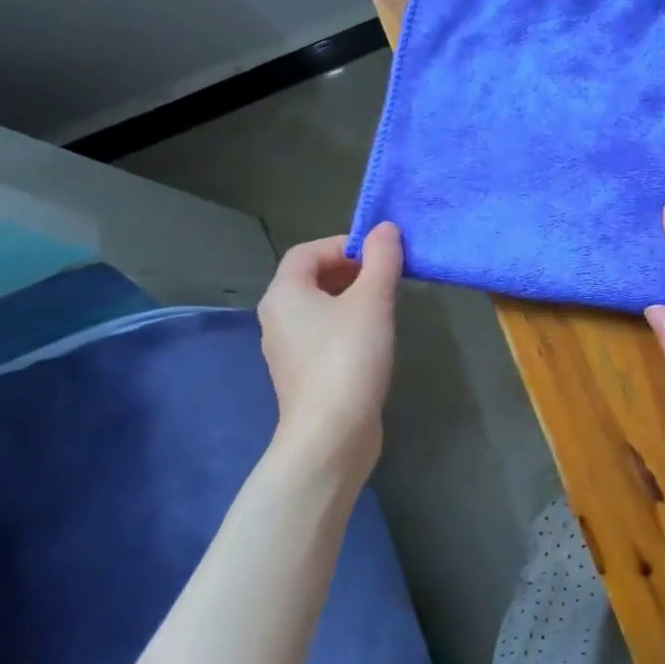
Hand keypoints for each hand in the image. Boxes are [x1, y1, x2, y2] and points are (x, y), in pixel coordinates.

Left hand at [258, 223, 401, 486]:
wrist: (331, 434)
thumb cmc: (349, 357)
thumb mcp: (372, 300)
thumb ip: (382, 259)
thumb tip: (386, 229)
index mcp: (284, 294)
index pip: (308, 251)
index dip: (344, 244)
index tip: (381, 253)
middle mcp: (277, 317)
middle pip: (312, 278)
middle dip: (351, 270)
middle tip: (387, 275)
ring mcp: (287, 349)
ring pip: (319, 307)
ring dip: (351, 297)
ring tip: (386, 303)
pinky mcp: (303, 374)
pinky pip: (323, 333)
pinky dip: (347, 324)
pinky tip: (374, 338)